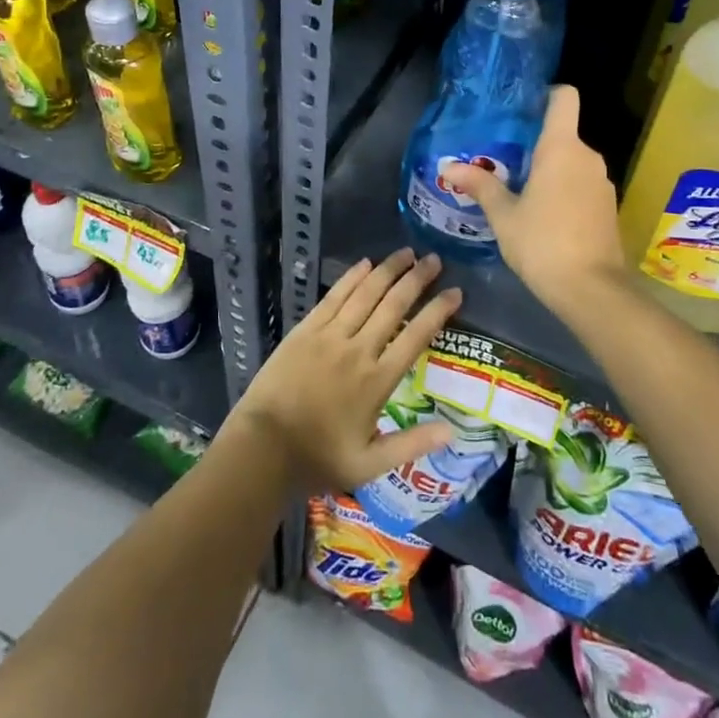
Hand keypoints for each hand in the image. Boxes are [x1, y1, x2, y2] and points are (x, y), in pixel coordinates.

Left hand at [229, 248, 460, 491]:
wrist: (262, 448)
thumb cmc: (318, 458)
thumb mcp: (369, 465)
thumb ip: (411, 444)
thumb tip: (451, 432)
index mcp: (377, 381)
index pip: (416, 336)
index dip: (438, 312)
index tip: (456, 293)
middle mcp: (358, 350)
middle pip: (393, 306)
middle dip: (416, 279)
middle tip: (434, 260)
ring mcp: (330, 336)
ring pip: (365, 294)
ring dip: (388, 270)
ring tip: (406, 253)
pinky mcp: (305, 330)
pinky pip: (333, 297)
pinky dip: (351, 278)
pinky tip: (365, 263)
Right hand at [440, 85, 625, 318]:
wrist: (591, 289)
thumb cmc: (542, 242)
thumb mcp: (503, 215)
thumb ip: (480, 185)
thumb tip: (448, 167)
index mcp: (562, 148)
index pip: (564, 97)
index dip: (546, 94)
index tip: (522, 109)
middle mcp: (588, 157)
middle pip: (563, 134)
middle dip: (536, 144)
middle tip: (504, 160)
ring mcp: (603, 182)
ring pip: (573, 162)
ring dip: (550, 170)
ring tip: (519, 190)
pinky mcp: (609, 207)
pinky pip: (582, 184)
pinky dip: (565, 190)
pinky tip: (544, 215)